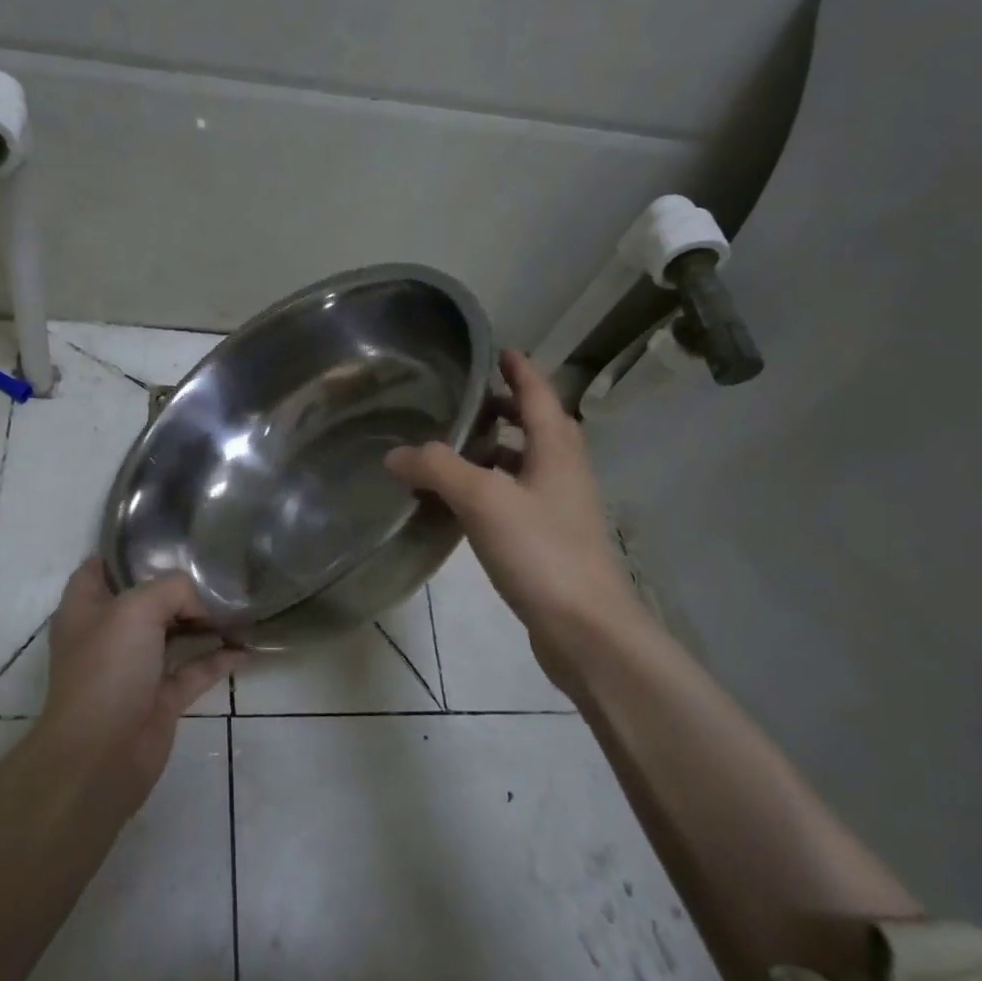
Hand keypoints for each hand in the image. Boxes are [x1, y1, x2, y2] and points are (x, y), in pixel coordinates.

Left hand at [36, 559, 242, 810]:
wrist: (100, 756)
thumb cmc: (107, 670)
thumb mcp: (136, 609)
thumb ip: (172, 589)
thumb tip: (199, 602)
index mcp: (86, 607)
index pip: (101, 567)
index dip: (126, 552)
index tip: (165, 537)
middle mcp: (108, 634)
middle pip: (145, 599)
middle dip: (177, 585)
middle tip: (215, 568)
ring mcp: (134, 668)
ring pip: (172, 634)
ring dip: (202, 621)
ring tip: (238, 603)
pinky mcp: (159, 698)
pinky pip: (194, 670)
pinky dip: (218, 659)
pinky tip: (246, 649)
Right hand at [385, 350, 647, 657]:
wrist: (586, 630)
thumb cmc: (541, 551)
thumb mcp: (483, 500)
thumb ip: (437, 469)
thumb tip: (395, 454)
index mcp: (558, 451)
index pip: (539, 395)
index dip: (520, 370)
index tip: (499, 350)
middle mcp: (565, 473)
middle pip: (539, 427)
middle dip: (508, 409)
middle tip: (469, 401)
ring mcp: (562, 510)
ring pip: (529, 465)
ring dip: (499, 450)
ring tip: (458, 449)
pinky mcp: (552, 542)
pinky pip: (519, 498)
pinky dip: (493, 488)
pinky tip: (463, 505)